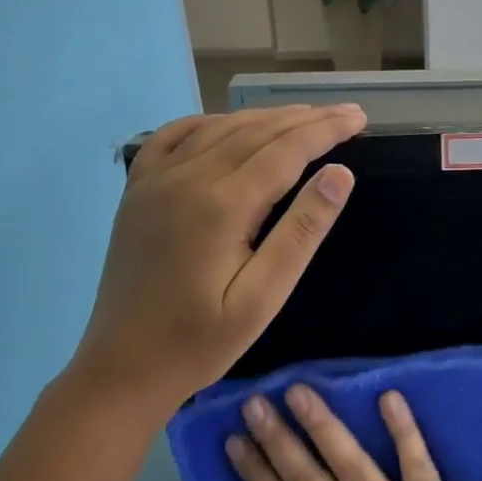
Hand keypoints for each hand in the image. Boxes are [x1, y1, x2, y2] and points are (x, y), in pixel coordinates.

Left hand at [72, 105, 364, 417]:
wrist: (122, 367)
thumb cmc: (201, 342)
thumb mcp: (263, 297)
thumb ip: (301, 232)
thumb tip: (340, 175)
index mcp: (222, 205)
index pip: (286, 150)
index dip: (326, 130)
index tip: (359, 118)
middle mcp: (186, 178)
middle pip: (256, 131)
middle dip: (305, 119)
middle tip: (346, 113)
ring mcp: (155, 181)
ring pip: (219, 129)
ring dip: (265, 118)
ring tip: (304, 116)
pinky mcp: (137, 192)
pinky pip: (173, 138)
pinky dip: (208, 123)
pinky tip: (227, 124)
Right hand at [227, 384, 481, 480]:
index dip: (256, 473)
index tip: (235, 441)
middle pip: (306, 477)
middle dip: (277, 438)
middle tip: (254, 403)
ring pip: (349, 461)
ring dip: (321, 424)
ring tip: (298, 391)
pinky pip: (414, 458)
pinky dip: (402, 427)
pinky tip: (388, 395)